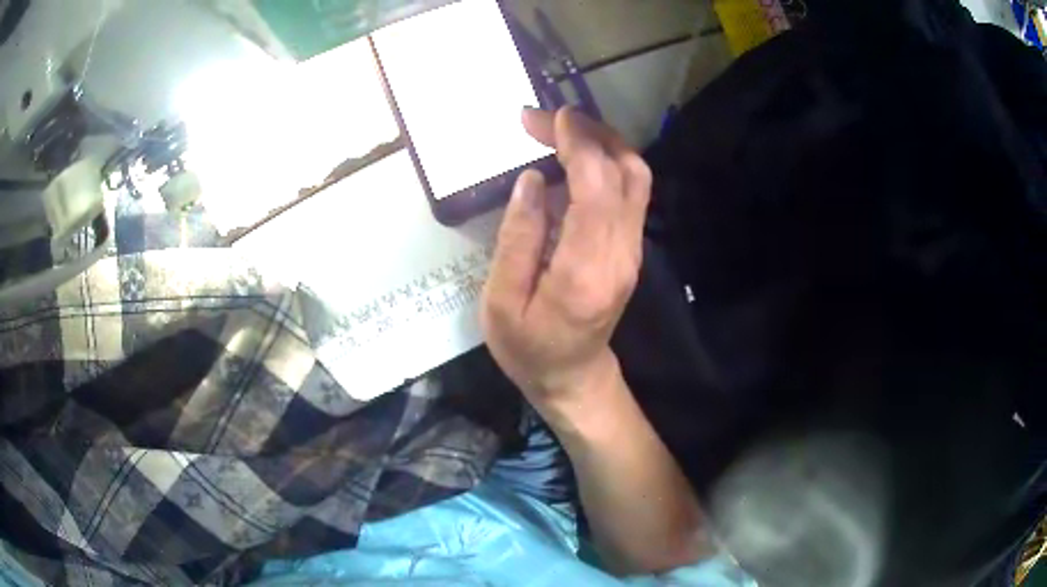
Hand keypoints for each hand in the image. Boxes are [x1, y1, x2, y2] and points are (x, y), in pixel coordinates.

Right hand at [481, 107, 651, 420]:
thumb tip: (533, 180)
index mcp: (585, 269)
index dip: (576, 143)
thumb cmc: (528, 348)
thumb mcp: (502, 302)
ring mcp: (632, 250)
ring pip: (636, 178)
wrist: (572, 377)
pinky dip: (606, 163)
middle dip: (588, 133)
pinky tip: (574, 159)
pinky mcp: (631, 249)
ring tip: (561, 130)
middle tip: (545, 120)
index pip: (596, 187)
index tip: (546, 118)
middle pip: (626, 172)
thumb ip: (517, 238)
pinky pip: (629, 192)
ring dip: (603, 143)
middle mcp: (621, 253)